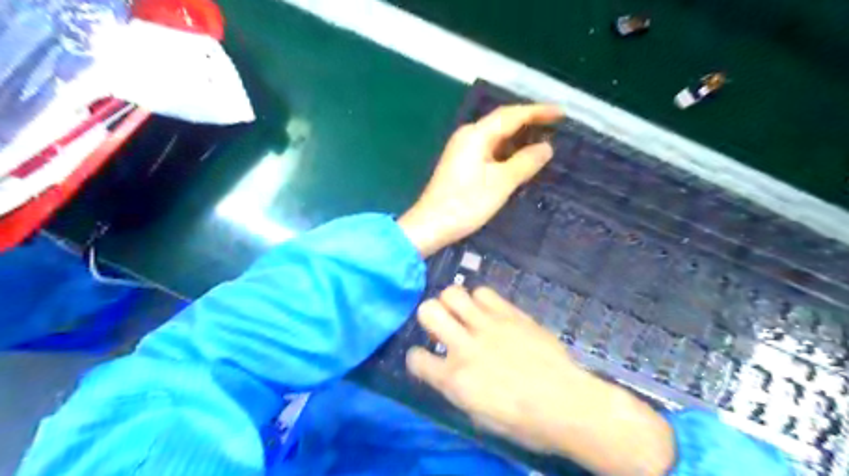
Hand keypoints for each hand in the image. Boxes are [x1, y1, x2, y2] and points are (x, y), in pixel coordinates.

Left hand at [399, 103, 562, 255]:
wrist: (431, 225)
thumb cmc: (466, 204)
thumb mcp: (501, 183)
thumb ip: (525, 162)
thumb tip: (547, 147)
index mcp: (476, 134)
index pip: (512, 115)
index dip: (538, 112)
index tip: (562, 113)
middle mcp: (467, 136)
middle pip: (503, 122)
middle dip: (529, 121)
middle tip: (556, 125)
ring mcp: (462, 149)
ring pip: (496, 137)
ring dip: (518, 137)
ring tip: (544, 139)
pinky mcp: (461, 163)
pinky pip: (489, 149)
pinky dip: (507, 151)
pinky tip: (519, 158)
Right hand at [407, 286, 677, 475]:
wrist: (567, 402)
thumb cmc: (523, 421)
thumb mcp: (479, 415)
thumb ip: (455, 387)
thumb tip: (445, 369)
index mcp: (455, 379)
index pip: (416, 358)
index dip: (417, 357)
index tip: (427, 358)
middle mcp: (465, 346)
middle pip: (428, 310)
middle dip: (429, 315)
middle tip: (442, 325)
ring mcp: (488, 326)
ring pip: (454, 293)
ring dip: (453, 303)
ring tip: (464, 314)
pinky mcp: (510, 314)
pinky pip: (484, 292)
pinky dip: (480, 300)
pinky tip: (487, 312)